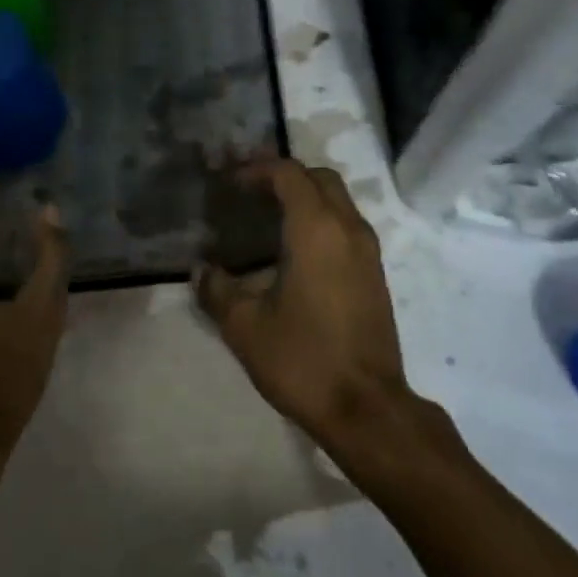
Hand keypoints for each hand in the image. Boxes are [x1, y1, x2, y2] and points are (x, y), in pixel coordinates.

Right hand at [194, 158, 410, 449]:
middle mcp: (348, 228)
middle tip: (249, 192)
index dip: (257, 169)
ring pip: (338, 201)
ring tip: (268, 218)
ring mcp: (368, 251)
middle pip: (319, 178)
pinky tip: (295, 251)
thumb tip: (201, 270)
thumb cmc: (303, 359)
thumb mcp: (246, 327)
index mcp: (317, 229)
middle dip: (284, 176)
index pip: (289, 174)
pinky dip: (322, 220)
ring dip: (306, 197)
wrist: (367, 407)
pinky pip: (347, 225)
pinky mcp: (375, 273)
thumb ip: (218, 290)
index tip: (230, 183)